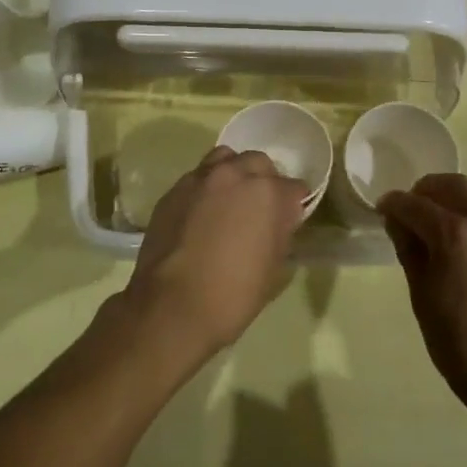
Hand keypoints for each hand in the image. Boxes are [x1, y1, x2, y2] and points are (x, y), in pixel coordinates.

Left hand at [124, 146, 307, 360]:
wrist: (171, 306)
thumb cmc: (232, 294)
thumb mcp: (274, 269)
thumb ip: (281, 233)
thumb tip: (279, 221)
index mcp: (268, 193)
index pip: (295, 188)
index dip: (293, 207)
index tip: (288, 224)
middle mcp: (235, 174)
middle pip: (259, 163)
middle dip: (265, 182)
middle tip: (260, 210)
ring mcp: (201, 179)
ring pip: (226, 159)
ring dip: (234, 174)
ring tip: (229, 202)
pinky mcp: (174, 190)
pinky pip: (198, 178)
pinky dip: (206, 188)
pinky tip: (201, 214)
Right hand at [379, 174, 466, 417]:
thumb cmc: (461, 346)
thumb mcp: (423, 298)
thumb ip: (411, 251)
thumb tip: (399, 221)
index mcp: (456, 237)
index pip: (416, 205)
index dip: (395, 204)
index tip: (385, 208)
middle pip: (455, 185)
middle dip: (428, 189)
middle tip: (414, 204)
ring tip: (454, 209)